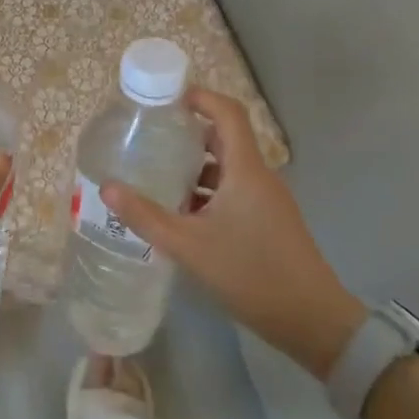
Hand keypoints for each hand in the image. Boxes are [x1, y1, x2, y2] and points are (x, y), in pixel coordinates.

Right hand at [101, 88, 365, 378]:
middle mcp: (259, 177)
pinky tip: (180, 214)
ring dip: (194, 168)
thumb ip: (145, 216)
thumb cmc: (250, 274)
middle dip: (188, 134)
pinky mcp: (268, 221)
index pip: (228, 113)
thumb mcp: (188, 246)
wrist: (312, 321)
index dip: (200, 98)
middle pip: (224, 139)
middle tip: (150, 137)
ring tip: (156, 175)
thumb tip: (107, 188)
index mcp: (245, 170)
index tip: (166, 99)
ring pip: (227, 169)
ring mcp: (267, 200)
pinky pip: (233, 191)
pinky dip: (206, 192)